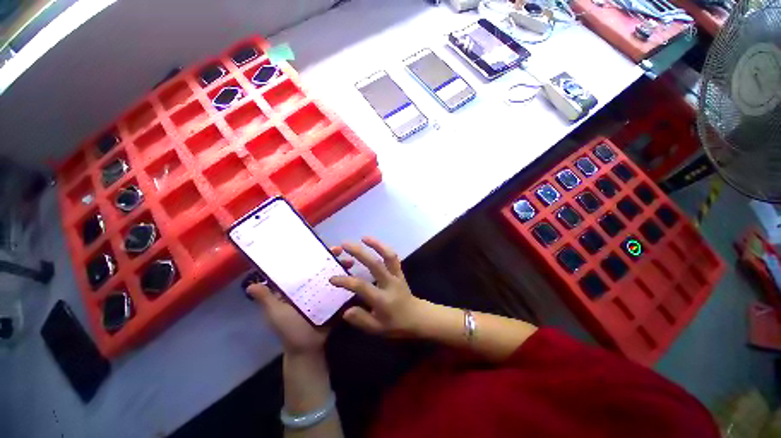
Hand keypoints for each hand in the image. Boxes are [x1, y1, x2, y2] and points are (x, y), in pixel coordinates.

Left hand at [247, 246, 353, 354]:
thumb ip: (266, 300)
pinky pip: (340, 285)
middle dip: (329, 256)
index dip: (309, 254)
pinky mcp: (333, 298)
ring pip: (332, 273)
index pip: (302, 265)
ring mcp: (323, 291)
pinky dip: (347, 278)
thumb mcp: (276, 314)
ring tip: (350, 261)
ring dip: (340, 265)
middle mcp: (309, 285)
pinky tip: (354, 274)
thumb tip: (249, 284)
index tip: (319, 246)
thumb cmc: (290, 330)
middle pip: (320, 266)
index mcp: (294, 286)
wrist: (308, 348)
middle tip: (339, 250)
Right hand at [330, 237, 427, 336]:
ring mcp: (396, 275)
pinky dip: (384, 248)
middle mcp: (390, 283)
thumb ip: (361, 319)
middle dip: (359, 253)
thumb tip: (345, 311)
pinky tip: (374, 242)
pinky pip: (393, 257)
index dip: (346, 281)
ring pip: (388, 256)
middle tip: (345, 245)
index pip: (361, 286)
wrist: (417, 317)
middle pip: (375, 264)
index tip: (332, 278)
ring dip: (376, 244)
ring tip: (363, 237)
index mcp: (382, 299)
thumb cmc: (396, 324)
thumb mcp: (377, 329)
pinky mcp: (399, 271)